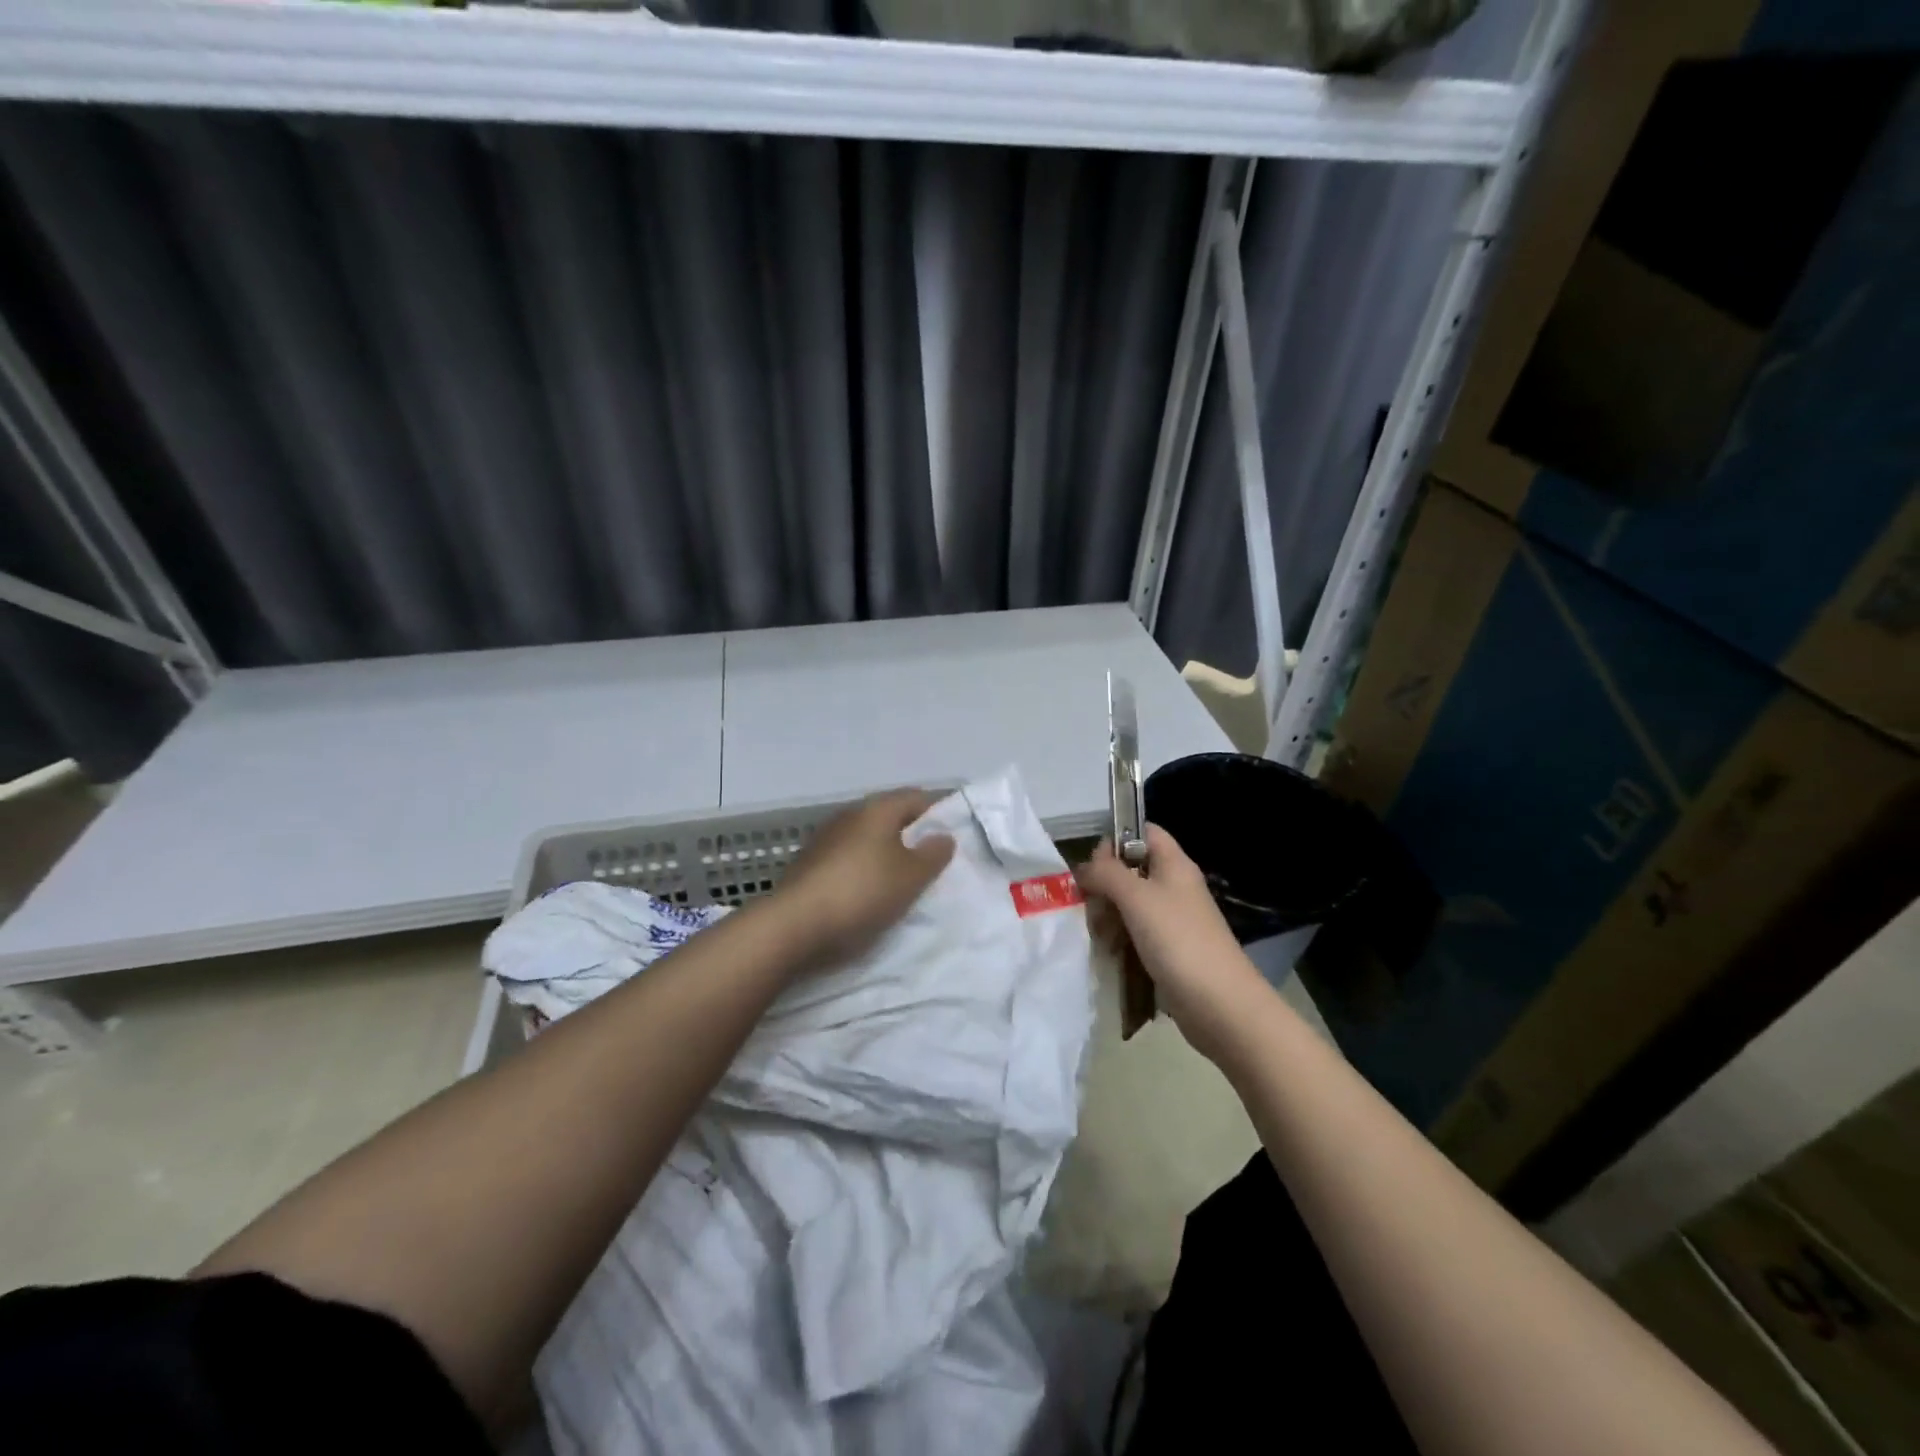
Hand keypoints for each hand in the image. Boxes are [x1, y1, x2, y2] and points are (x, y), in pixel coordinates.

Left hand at [774, 788, 955, 969]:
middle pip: (889, 817)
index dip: (938, 813)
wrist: (794, 926)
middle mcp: (849, 815)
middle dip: (911, 836)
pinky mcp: (808, 865)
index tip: (952, 838)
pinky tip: (868, 896)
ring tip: (902, 883)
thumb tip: (943, 835)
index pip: (916, 797)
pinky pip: (847, 860)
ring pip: (866, 840)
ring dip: (885, 855)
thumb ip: (933, 854)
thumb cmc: (862, 893)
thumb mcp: (911, 877)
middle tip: (931, 865)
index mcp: (876, 809)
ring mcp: (824, 839)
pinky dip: (862, 871)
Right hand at [1075, 824, 1273, 1062]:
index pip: (1143, 832)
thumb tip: (1085, 867)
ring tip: (1099, 937)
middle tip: (1092, 908)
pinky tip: (1110, 955)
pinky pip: (1135, 933)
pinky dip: (1119, 940)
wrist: (1221, 1005)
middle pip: (1130, 870)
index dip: (1116, 840)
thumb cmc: (1179, 941)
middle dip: (1104, 886)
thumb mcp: (1137, 898)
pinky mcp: (1168, 950)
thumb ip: (1107, 873)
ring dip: (1108, 916)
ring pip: (1129, 904)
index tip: (1093, 865)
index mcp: (1174, 865)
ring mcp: (1172, 920)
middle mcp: (1174, 887)